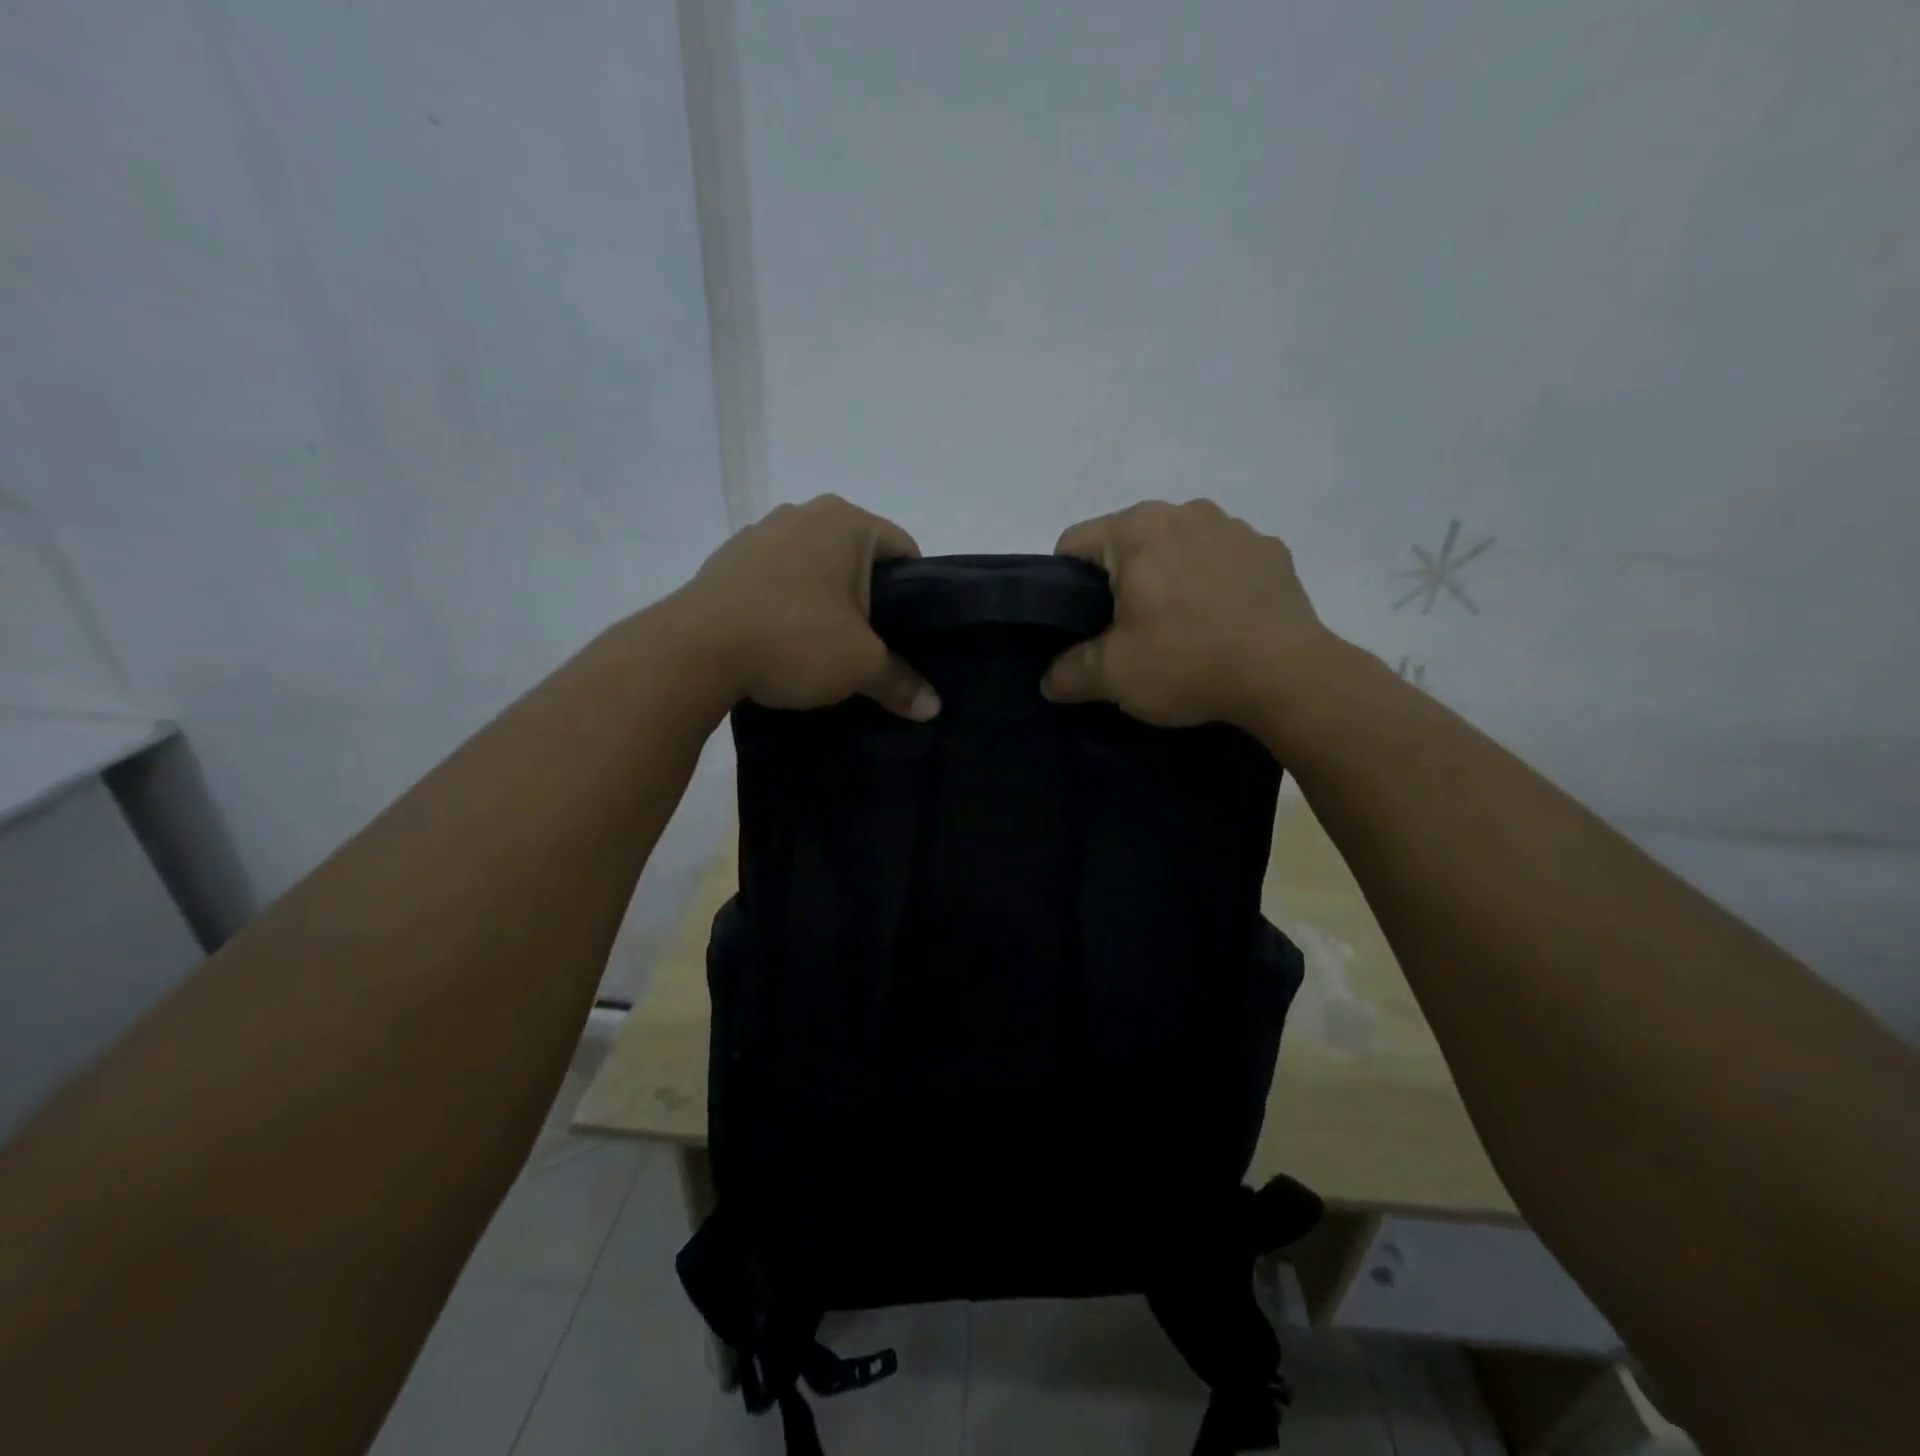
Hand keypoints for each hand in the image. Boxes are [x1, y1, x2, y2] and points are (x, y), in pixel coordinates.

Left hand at [675, 495, 940, 718]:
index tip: (911, 633)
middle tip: (874, 644)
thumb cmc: (793, 639)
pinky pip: (776, 578)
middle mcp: (803, 513)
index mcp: (845, 522)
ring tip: (825, 645)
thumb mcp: (860, 666)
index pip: (904, 550)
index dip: (917, 594)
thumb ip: (901, 682)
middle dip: (869, 599)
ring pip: (814, 566)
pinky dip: (787, 602)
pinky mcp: (726, 559)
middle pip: (857, 557)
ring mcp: (758, 533)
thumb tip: (933, 708)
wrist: (692, 651)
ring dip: (825, 600)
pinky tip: (782, 639)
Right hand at [1041, 499, 1332, 730]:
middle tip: (1126, 631)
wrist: (1287, 676)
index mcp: (1137, 529)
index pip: (1074, 543)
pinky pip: (1223, 560)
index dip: (1063, 584)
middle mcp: (1185, 511)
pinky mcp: (1271, 551)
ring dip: (1169, 576)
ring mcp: (1235, 527)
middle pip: (1128, 542)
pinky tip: (1221, 622)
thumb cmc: (1187, 662)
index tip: (1078, 623)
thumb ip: (1069, 673)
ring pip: (1178, 546)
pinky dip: (1213, 582)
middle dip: (1120, 580)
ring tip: (1179, 627)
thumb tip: (1049, 680)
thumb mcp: (1113, 676)